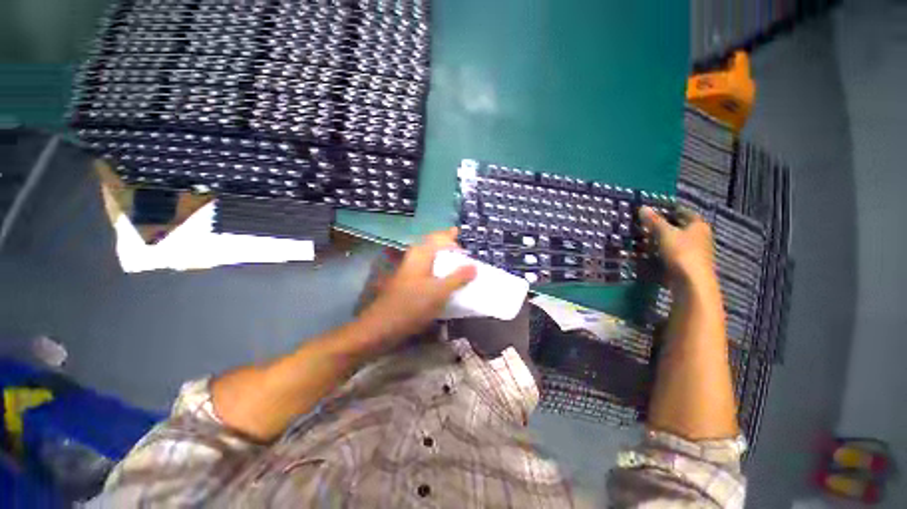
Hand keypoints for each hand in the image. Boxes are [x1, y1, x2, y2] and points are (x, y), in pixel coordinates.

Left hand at [357, 228, 476, 347]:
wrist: (383, 326)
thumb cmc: (412, 305)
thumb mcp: (439, 291)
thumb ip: (458, 278)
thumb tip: (474, 266)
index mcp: (420, 254)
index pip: (437, 237)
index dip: (449, 235)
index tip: (460, 234)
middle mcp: (414, 258)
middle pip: (433, 246)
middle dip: (447, 246)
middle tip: (462, 253)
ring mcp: (410, 271)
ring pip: (430, 259)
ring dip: (443, 260)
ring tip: (457, 265)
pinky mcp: (409, 283)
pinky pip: (427, 271)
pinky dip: (438, 271)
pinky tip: (445, 281)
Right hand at [639, 206, 716, 287]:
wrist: (691, 284)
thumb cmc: (681, 253)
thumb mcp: (664, 233)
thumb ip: (654, 221)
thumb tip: (643, 207)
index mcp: (698, 226)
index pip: (685, 212)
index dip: (670, 210)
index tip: (655, 210)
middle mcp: (700, 238)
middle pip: (680, 228)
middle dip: (663, 227)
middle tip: (644, 225)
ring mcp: (694, 253)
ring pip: (674, 243)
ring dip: (659, 242)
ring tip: (641, 240)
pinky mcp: (686, 266)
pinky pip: (671, 256)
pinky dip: (660, 254)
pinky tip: (647, 255)